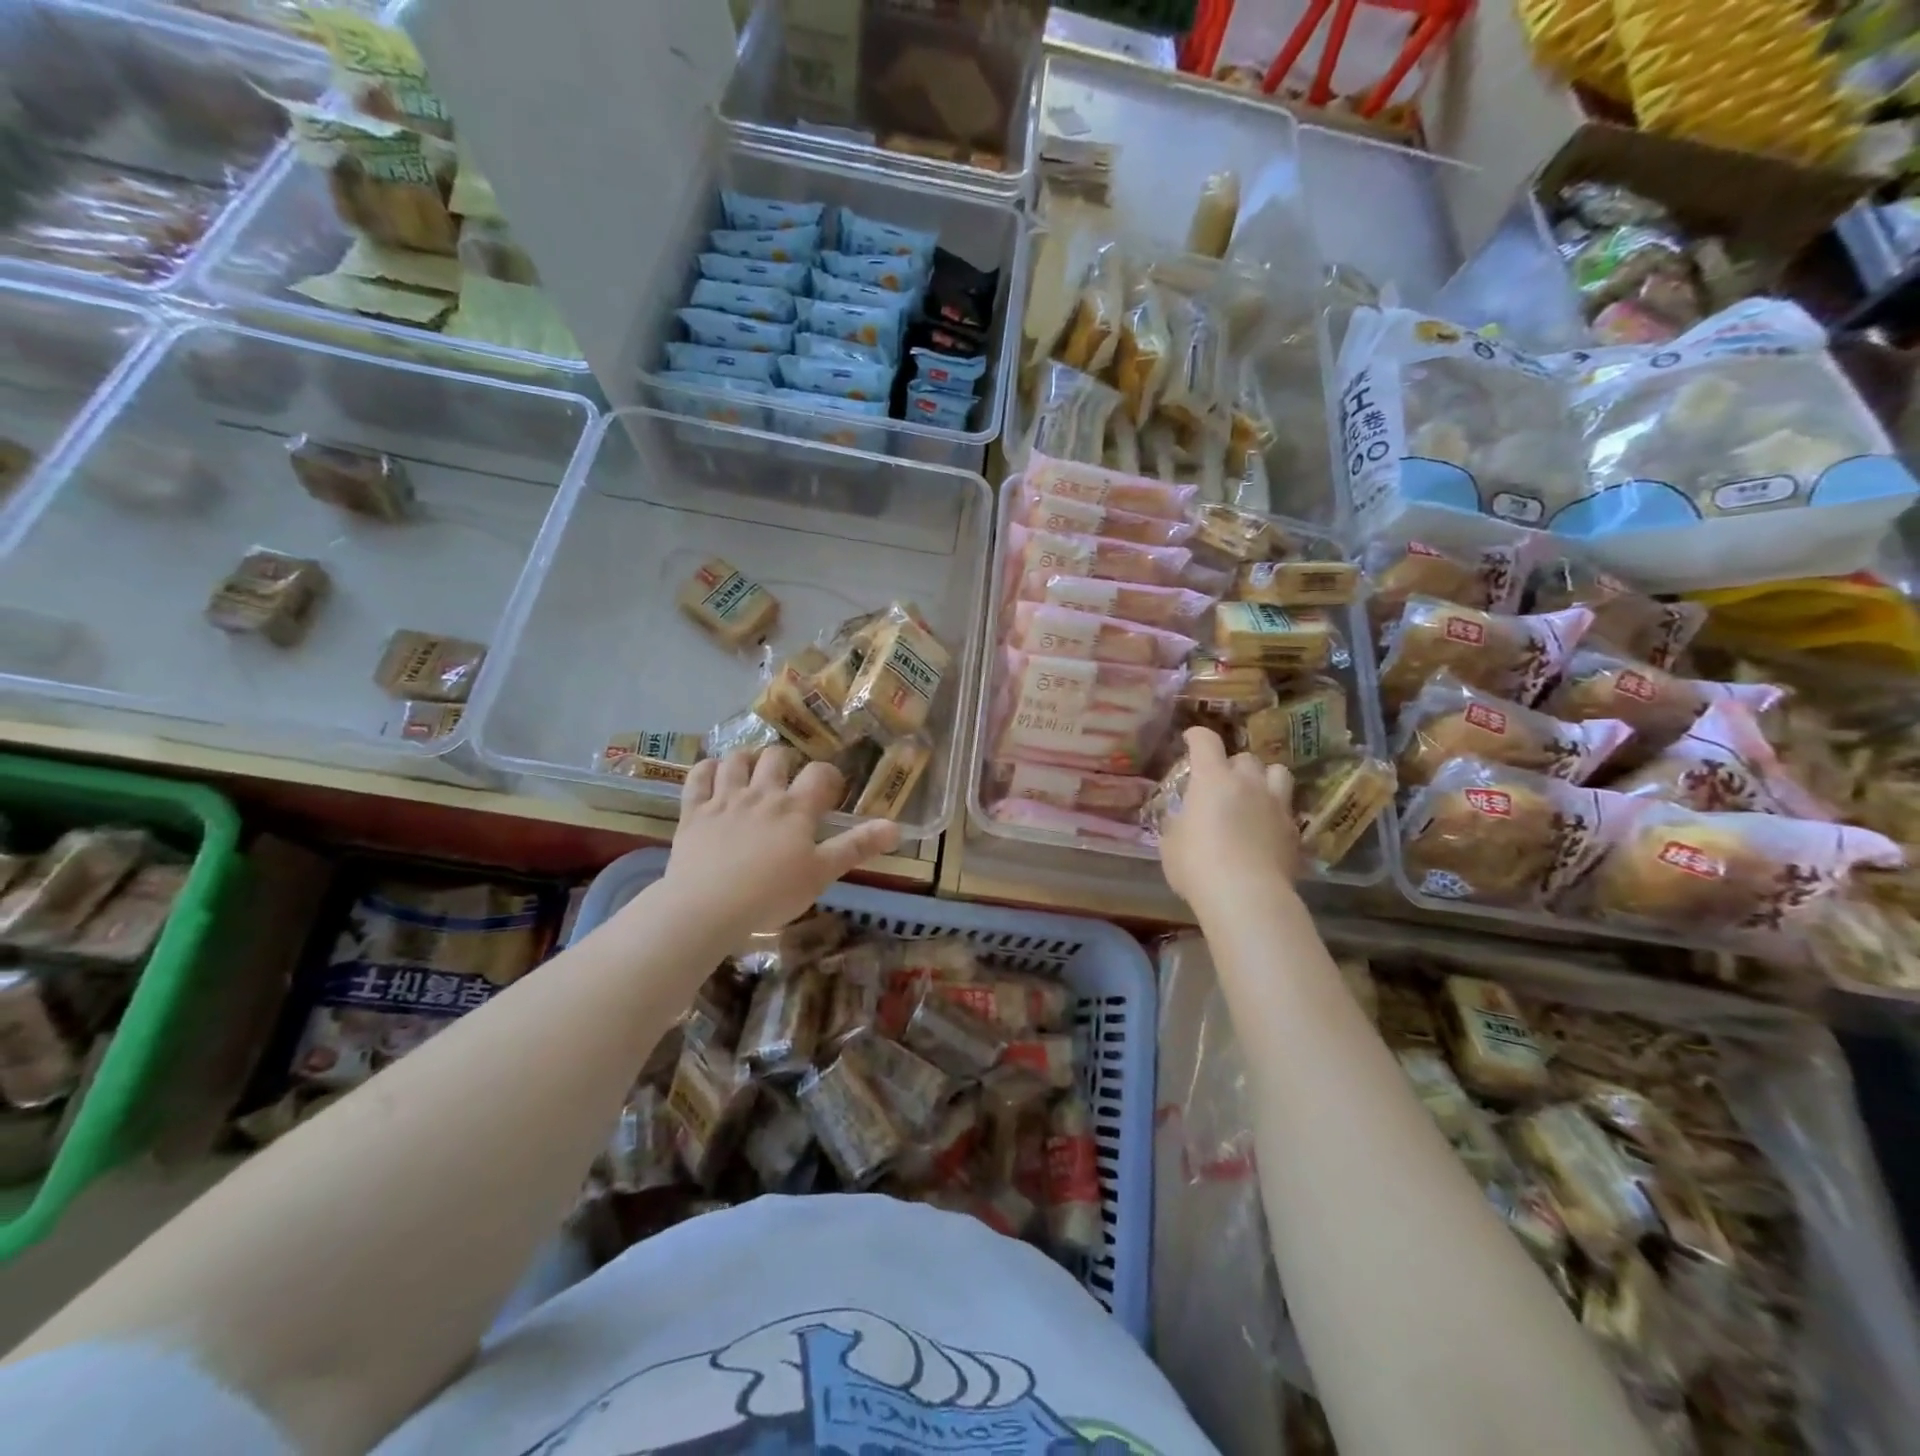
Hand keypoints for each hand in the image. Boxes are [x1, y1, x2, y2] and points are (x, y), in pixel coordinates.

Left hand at [661, 747, 900, 935]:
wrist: (707, 906)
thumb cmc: (772, 893)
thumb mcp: (822, 874)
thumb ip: (856, 847)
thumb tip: (896, 828)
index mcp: (795, 808)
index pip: (819, 774)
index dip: (829, 776)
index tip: (830, 790)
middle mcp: (761, 794)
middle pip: (776, 757)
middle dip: (786, 761)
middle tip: (788, 778)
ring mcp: (724, 800)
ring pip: (736, 760)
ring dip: (746, 759)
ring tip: (752, 769)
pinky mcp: (693, 812)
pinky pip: (697, 777)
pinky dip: (706, 769)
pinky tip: (712, 772)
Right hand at [1159, 727, 1299, 907]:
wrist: (1247, 897)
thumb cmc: (1197, 865)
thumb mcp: (1171, 843)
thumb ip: (1179, 823)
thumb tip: (1184, 821)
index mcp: (1212, 779)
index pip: (1206, 741)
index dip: (1196, 736)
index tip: (1190, 740)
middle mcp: (1248, 783)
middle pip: (1245, 757)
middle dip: (1232, 765)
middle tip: (1221, 781)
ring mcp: (1276, 805)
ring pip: (1278, 773)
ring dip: (1264, 779)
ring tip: (1254, 794)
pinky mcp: (1295, 831)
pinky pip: (1287, 809)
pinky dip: (1275, 812)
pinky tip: (1266, 829)